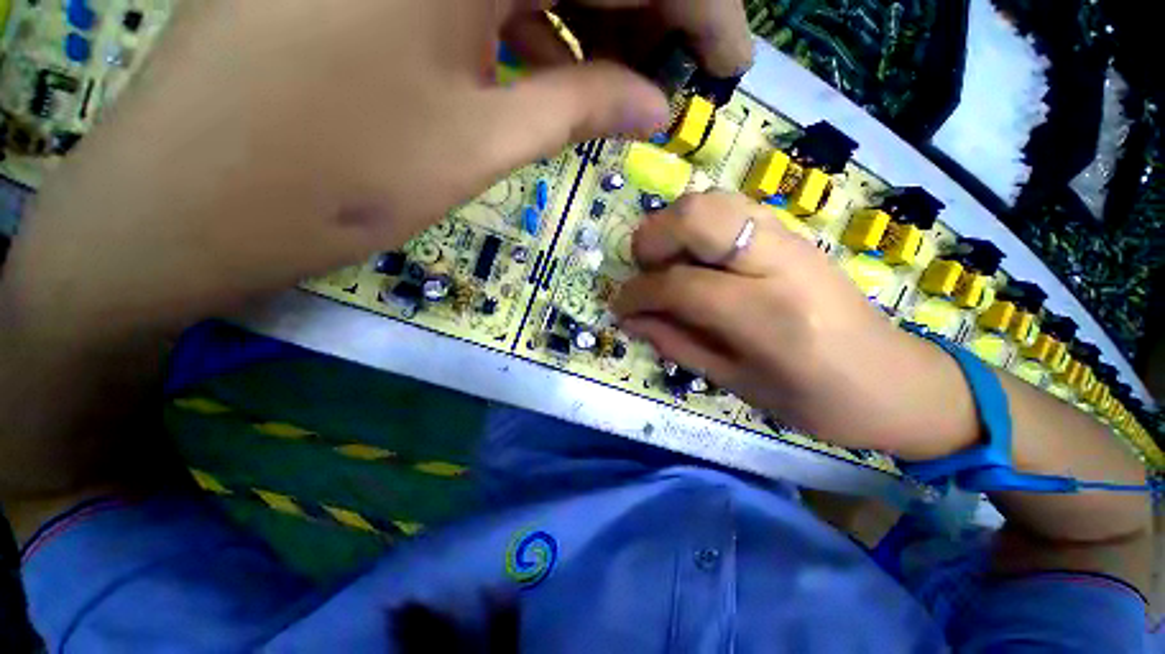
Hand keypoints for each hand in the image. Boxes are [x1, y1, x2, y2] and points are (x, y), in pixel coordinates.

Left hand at [4, 0, 751, 343]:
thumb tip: (651, 108)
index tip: (729, 59)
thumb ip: (576, 109)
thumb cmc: (328, 180)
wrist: (190, 199)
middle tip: (686, 76)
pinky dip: (545, 26)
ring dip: (601, 23)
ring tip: (634, 90)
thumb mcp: (476, 146)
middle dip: (655, 10)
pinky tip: (565, 72)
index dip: (699, 5)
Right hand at [613, 192, 978, 458]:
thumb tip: (630, 320)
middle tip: (642, 274)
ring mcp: (792, 239)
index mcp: (768, 316)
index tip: (619, 307)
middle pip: (695, 217)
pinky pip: (731, 208)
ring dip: (672, 227)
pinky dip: (699, 225)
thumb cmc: (816, 401)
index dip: (638, 293)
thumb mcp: (736, 382)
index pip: (680, 284)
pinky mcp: (795, 233)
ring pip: (711, 201)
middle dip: (651, 240)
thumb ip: (677, 344)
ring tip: (665, 266)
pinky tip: (696, 258)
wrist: (897, 381)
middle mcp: (781, 263)